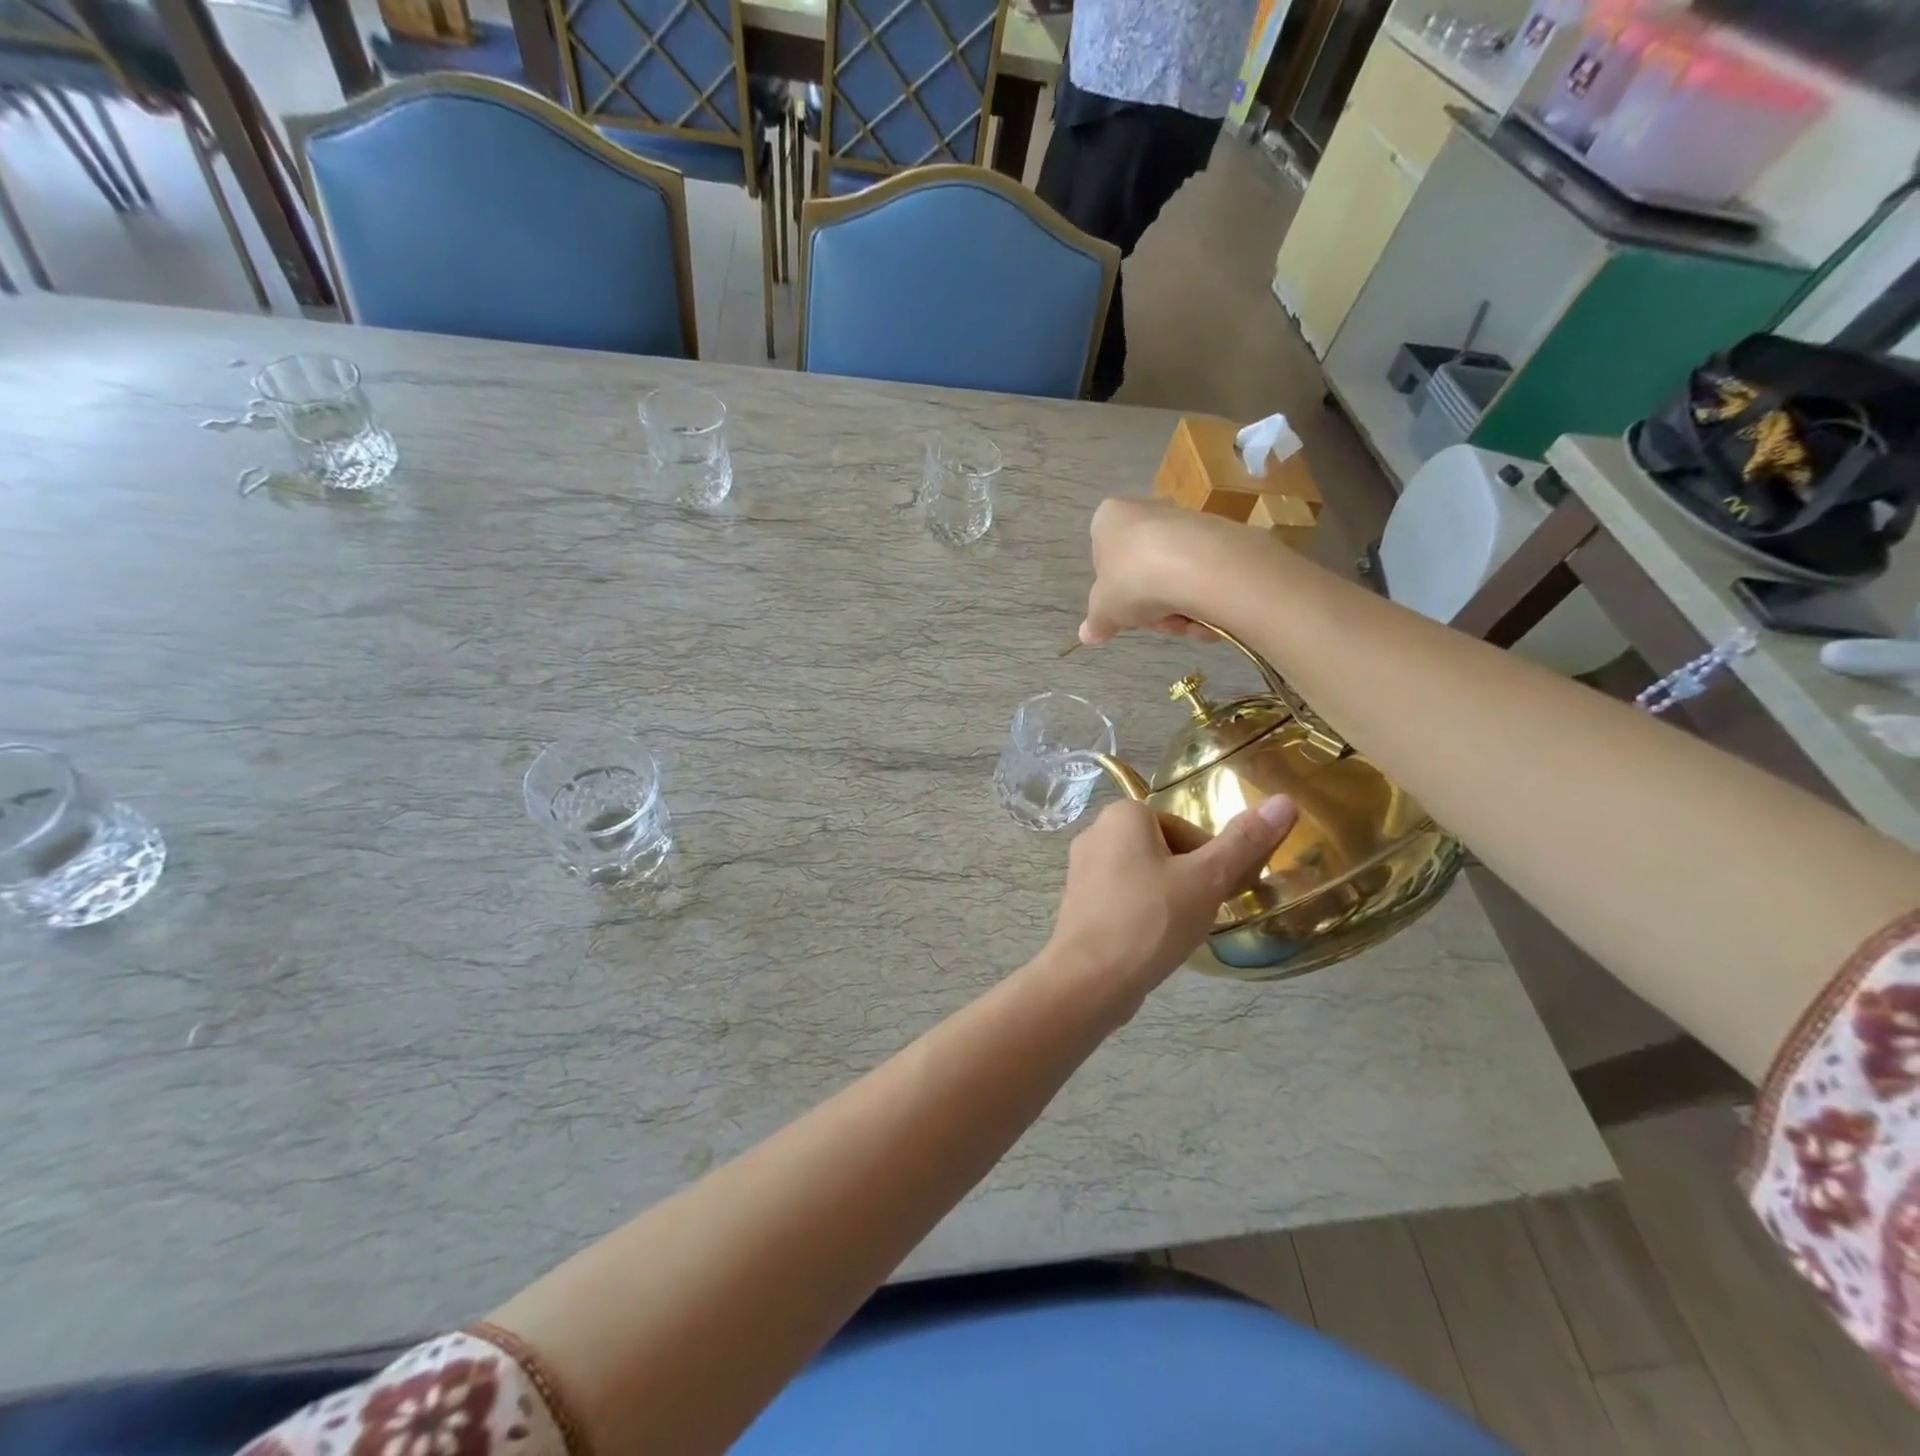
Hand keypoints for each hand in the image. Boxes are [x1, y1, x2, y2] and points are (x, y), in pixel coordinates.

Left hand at [1046, 797, 1298, 1012]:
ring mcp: (1081, 870)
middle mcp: (1095, 833)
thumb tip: (1284, 801)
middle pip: (1163, 850)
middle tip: (1203, 912)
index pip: (1183, 827)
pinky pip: (1123, 899)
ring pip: (1143, 876)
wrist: (1089, 979)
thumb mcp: (1207, 878)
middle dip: (1189, 879)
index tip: (1221, 890)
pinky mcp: (1078, 903)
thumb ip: (1244, 841)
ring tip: (1180, 930)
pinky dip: (1143, 914)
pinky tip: (1155, 943)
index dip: (1209, 858)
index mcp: (1121, 815)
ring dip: (1168, 898)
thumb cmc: (1150, 919)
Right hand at [1079, 498, 1262, 646]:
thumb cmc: (1134, 579)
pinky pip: (1203, 576)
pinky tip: (1205, 616)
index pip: (1103, 557)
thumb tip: (1087, 635)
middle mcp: (1147, 511)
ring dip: (1176, 609)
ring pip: (1173, 577)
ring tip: (1182, 622)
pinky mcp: (1219, 536)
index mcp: (1110, 519)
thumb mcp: (1104, 610)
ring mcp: (1185, 522)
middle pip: (1142, 571)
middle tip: (1153, 622)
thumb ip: (1096, 622)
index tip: (1122, 613)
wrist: (1199, 565)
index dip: (1112, 592)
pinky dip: (1203, 601)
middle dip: (1149, 605)